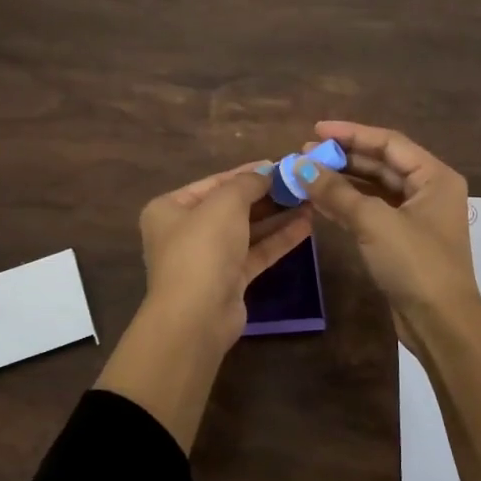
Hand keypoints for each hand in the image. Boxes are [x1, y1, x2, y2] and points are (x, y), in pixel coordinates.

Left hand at [137, 162, 312, 355]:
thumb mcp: (225, 203)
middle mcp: (185, 231)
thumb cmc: (203, 248)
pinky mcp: (228, 281)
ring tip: (310, 201)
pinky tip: (306, 226)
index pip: (214, 182)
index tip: (279, 164)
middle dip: (266, 195)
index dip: (247, 172)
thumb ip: (247, 183)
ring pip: (247, 230)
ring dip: (277, 216)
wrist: (197, 316)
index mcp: (170, 208)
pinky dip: (278, 239)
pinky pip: (255, 252)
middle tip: (299, 183)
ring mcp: (207, 258)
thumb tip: (267, 172)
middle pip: (231, 206)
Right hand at [304, 121, 480, 480]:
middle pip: (380, 163)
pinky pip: (370, 212)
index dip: (351, 133)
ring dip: (341, 181)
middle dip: (343, 158)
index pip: (388, 142)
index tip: (316, 130)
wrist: (440, 323)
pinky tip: (317, 201)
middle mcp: (427, 191)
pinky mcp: (401, 240)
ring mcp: (414, 217)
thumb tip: (300, 166)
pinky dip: (345, 205)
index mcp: (434, 177)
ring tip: (306, 175)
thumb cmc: (415, 264)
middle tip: (305, 154)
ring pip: (373, 188)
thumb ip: (336, 191)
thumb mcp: (374, 222)